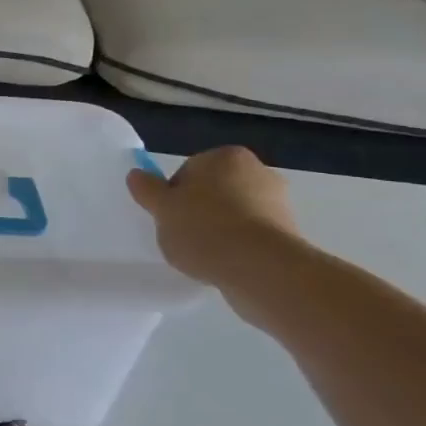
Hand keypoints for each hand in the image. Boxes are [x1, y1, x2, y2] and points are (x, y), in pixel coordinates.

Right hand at [127, 146, 301, 286]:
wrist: (261, 269)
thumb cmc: (204, 229)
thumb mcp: (162, 209)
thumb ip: (147, 189)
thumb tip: (136, 174)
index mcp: (226, 157)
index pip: (188, 171)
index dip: (173, 196)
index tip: (169, 218)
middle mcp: (257, 170)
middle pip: (214, 190)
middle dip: (199, 210)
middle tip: (183, 236)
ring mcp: (278, 202)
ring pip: (234, 212)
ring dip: (220, 229)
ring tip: (205, 255)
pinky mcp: (289, 232)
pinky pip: (252, 234)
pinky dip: (239, 245)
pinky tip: (226, 262)